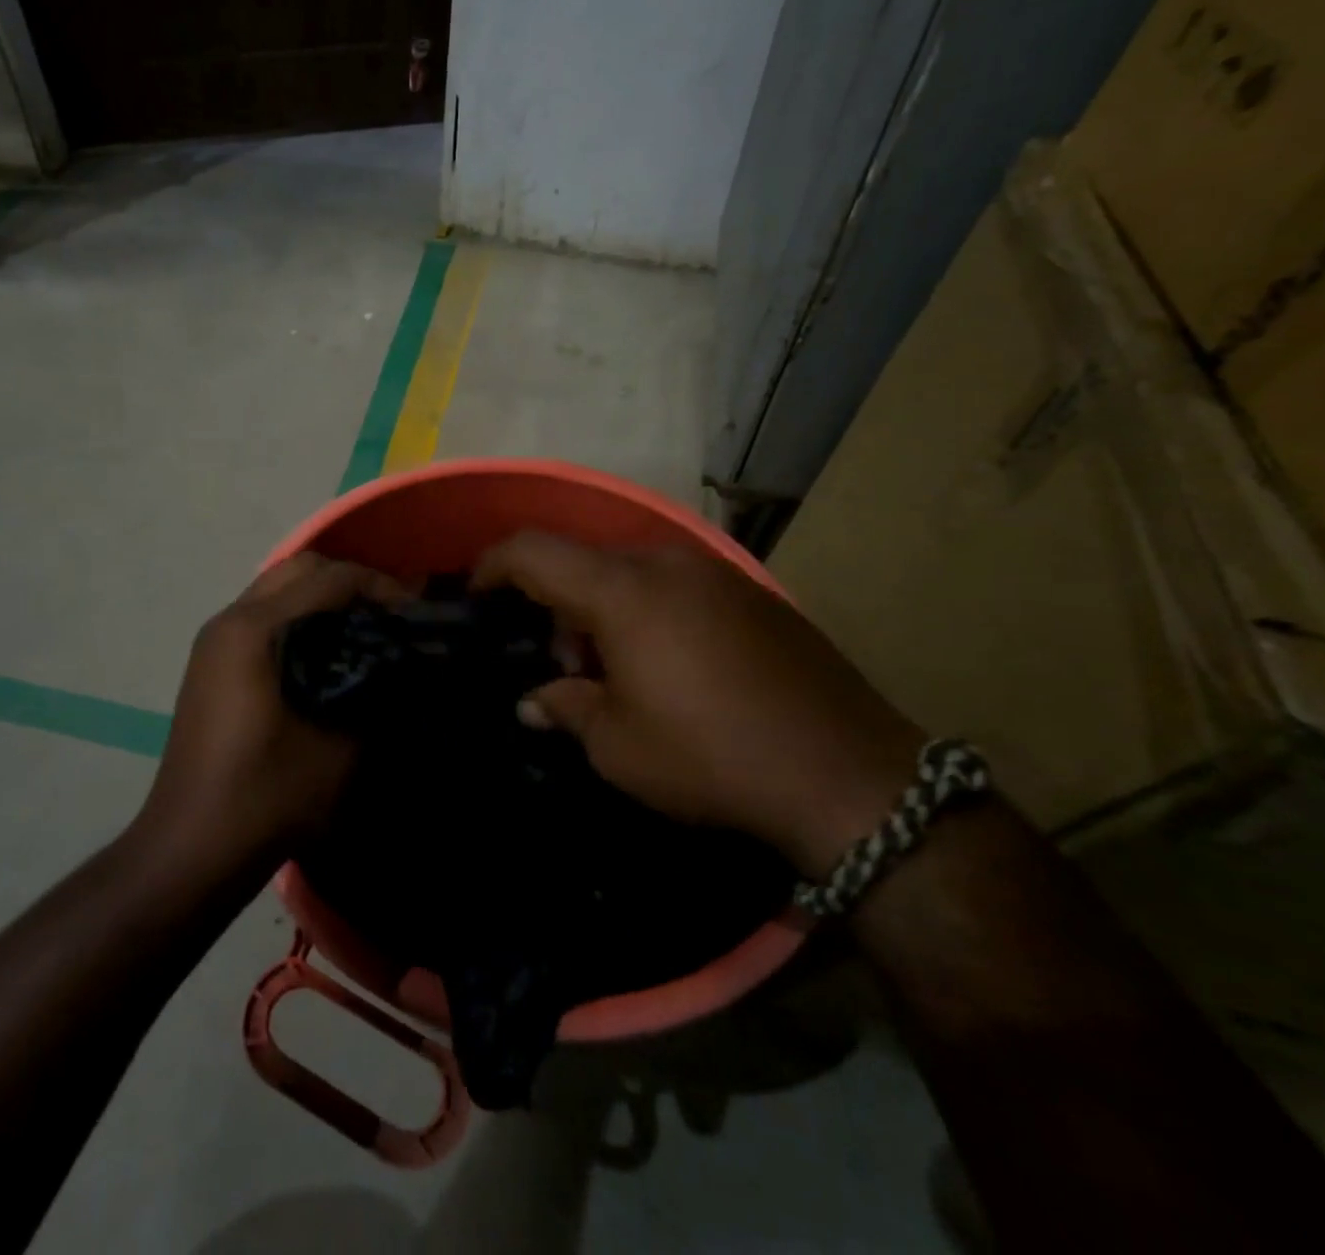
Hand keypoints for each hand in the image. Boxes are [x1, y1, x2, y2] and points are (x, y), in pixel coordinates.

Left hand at [136, 554, 401, 873]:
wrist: (194, 846)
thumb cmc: (268, 796)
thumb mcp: (340, 747)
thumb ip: (375, 690)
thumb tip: (402, 662)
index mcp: (256, 629)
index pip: (330, 577)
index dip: (380, 586)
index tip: (413, 615)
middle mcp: (230, 619)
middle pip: (300, 568)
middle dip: (351, 581)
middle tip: (389, 617)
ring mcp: (214, 640)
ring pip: (278, 587)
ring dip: (323, 597)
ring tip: (363, 631)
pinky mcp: (211, 662)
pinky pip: (263, 614)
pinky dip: (299, 616)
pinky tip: (326, 653)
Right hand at [473, 532, 923, 879]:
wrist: (848, 773)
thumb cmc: (710, 755)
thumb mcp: (618, 746)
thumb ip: (565, 708)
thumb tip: (534, 701)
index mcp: (623, 591)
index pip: (534, 551)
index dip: (493, 565)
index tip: (475, 595)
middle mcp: (667, 564)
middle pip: (584, 561)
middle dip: (555, 602)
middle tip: (561, 664)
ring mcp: (716, 573)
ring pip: (631, 570)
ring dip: (603, 608)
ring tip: (615, 671)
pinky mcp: (753, 593)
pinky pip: (676, 584)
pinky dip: (649, 610)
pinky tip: (670, 666)